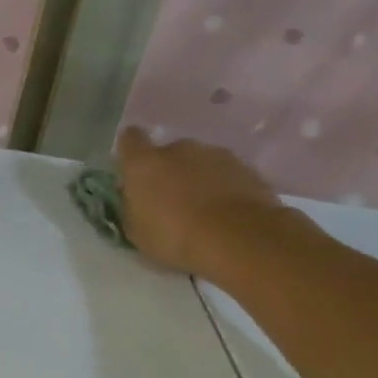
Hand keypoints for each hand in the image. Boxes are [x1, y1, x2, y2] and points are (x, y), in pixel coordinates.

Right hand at [116, 127, 289, 277]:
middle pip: (168, 152)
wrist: (237, 238)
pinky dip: (223, 187)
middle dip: (167, 170)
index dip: (130, 150)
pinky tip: (224, 212)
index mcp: (144, 163)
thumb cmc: (173, 235)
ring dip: (197, 178)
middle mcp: (179, 149)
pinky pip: (226, 174)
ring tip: (201, 208)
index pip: (130, 139)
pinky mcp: (247, 168)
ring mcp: (216, 155)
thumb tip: (134, 195)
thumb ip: (132, 206)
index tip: (132, 166)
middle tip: (169, 198)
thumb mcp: (135, 230)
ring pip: (200, 162)